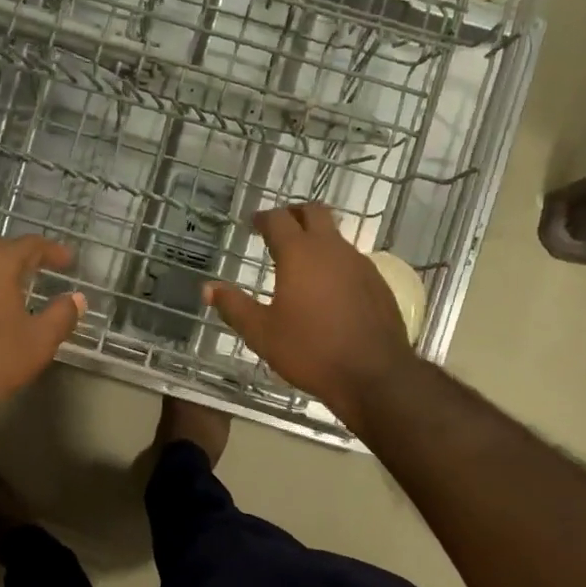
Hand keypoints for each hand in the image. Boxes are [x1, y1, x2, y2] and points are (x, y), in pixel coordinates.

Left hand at [0, 236, 85, 428]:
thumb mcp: (37, 341)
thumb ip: (60, 315)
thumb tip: (77, 298)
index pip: (28, 245)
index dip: (52, 250)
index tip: (69, 260)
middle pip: (0, 251)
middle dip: (26, 257)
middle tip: (46, 268)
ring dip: (2, 273)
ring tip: (22, 288)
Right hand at [207, 203, 417, 426]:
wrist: (374, 374)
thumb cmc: (310, 351)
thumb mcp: (262, 333)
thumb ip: (234, 306)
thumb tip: (208, 288)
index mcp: (299, 254)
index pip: (278, 219)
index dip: (263, 218)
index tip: (252, 223)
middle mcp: (332, 249)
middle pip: (314, 212)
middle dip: (294, 213)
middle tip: (279, 228)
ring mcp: (360, 264)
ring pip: (336, 237)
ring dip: (316, 240)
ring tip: (300, 263)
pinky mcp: (378, 283)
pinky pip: (352, 261)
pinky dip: (335, 263)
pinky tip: (328, 290)